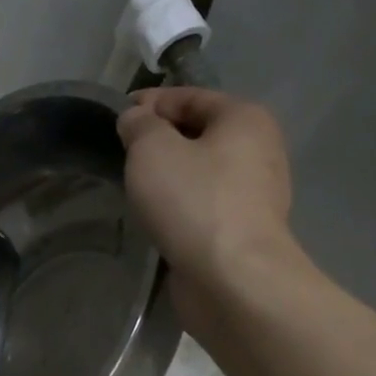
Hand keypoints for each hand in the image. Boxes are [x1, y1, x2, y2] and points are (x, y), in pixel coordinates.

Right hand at [118, 88, 297, 326]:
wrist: (232, 279)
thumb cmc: (194, 202)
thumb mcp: (152, 150)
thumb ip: (139, 125)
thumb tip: (136, 118)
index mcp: (245, 119)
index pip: (191, 97)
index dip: (151, 102)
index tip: (117, 115)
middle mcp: (259, 151)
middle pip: (200, 133)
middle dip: (161, 140)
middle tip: (122, 153)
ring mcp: (255, 195)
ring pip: (202, 173)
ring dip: (170, 176)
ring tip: (134, 187)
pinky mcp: (243, 232)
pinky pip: (205, 206)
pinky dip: (181, 206)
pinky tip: (157, 218)